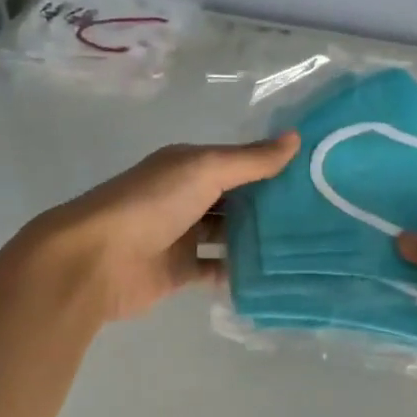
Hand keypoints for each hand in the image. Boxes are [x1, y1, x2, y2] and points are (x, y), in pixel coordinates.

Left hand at [27, 133, 299, 322]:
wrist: (96, 260)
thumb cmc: (151, 205)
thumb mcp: (204, 171)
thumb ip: (249, 160)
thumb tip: (296, 138)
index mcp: (188, 167)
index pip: (237, 164)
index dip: (271, 168)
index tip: (315, 177)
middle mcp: (185, 198)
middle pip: (235, 201)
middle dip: (269, 208)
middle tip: (320, 217)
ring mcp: (181, 237)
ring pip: (227, 237)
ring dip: (257, 241)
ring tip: (305, 248)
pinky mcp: (179, 273)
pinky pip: (216, 272)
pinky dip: (239, 274)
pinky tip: (274, 277)